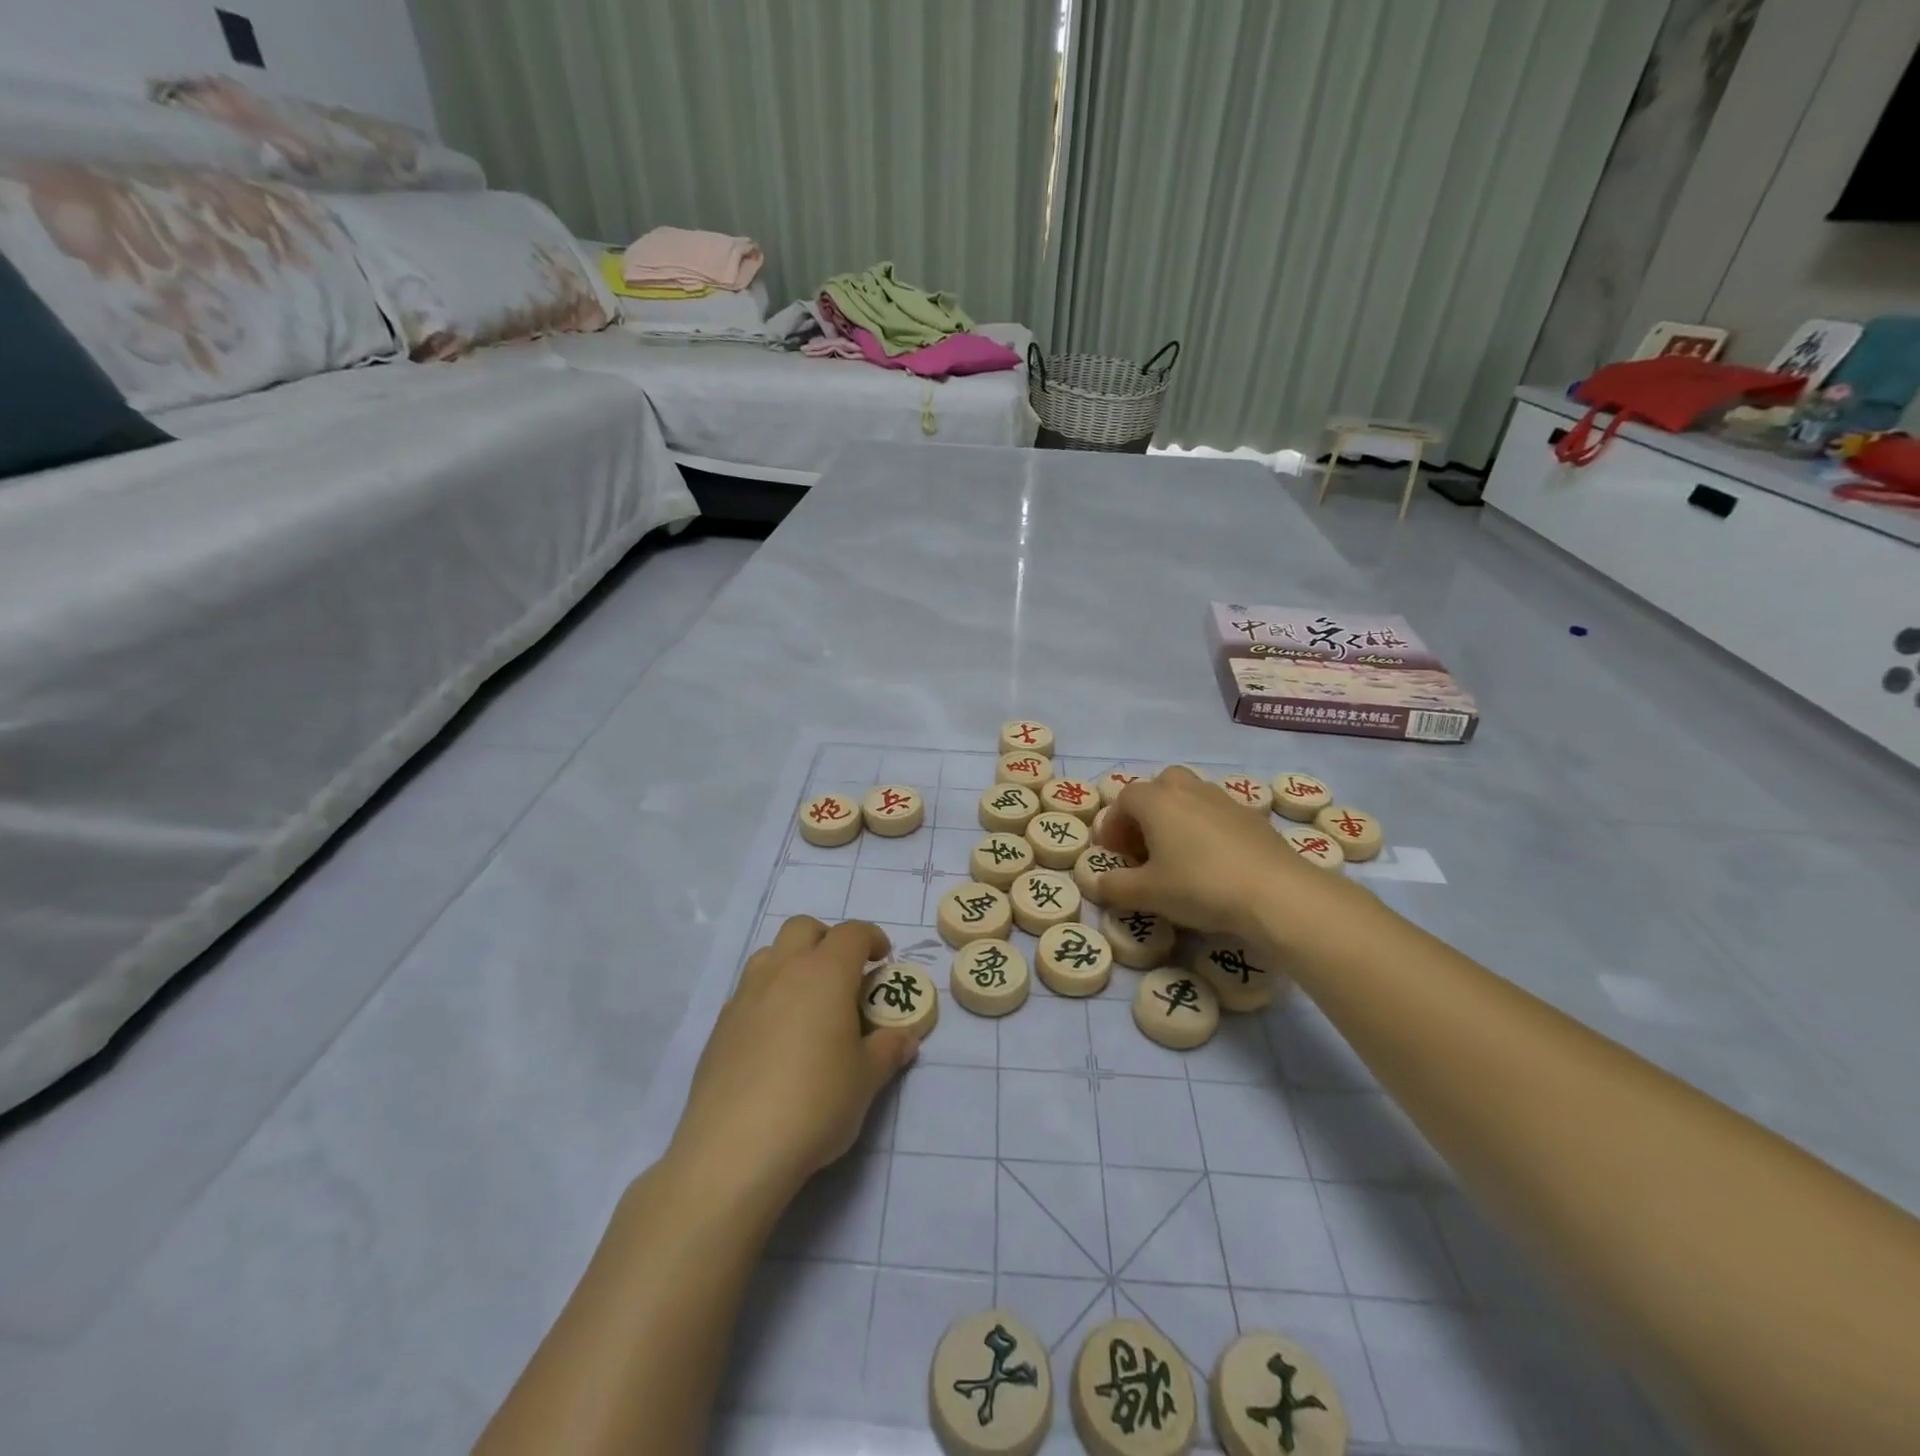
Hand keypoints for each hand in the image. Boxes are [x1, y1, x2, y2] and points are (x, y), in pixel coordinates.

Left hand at [669, 917, 917, 1200]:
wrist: (735, 1149)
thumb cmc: (816, 1103)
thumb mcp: (866, 1080)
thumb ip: (888, 1050)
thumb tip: (905, 1038)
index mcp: (825, 973)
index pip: (852, 933)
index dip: (872, 939)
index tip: (883, 960)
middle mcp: (783, 971)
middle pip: (804, 928)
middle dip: (828, 939)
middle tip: (844, 974)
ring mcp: (746, 995)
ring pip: (771, 954)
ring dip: (793, 962)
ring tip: (808, 1002)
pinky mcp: (720, 1025)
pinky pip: (749, 991)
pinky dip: (769, 996)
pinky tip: (776, 1038)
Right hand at [1094, 766, 1359, 942]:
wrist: (1276, 892)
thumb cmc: (1200, 886)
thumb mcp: (1148, 893)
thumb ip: (1115, 886)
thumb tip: (1098, 882)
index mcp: (1156, 801)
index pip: (1124, 799)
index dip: (1113, 825)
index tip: (1113, 853)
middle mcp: (1188, 790)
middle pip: (1160, 786)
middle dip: (1147, 811)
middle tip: (1144, 845)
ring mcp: (1224, 800)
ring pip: (1191, 796)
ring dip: (1178, 817)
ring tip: (1178, 853)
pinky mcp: (1253, 817)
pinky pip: (1218, 813)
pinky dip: (1207, 828)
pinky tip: (1213, 861)